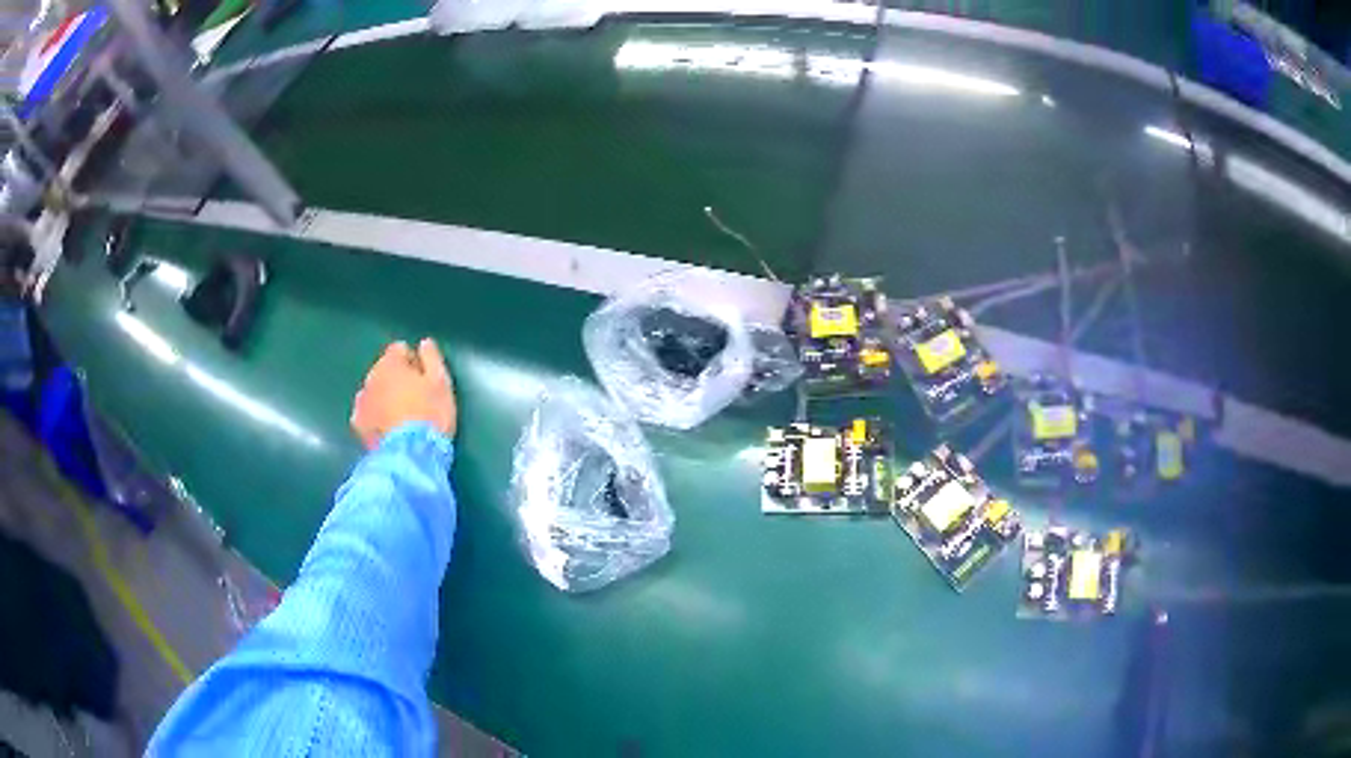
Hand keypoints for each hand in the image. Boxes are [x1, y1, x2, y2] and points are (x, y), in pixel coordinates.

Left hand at [351, 339, 456, 448]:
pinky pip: (366, 413)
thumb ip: (432, 358)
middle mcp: (371, 377)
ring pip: (373, 391)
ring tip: (400, 416)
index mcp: (391, 363)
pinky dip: (374, 417)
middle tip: (414, 398)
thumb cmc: (430, 414)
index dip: (413, 361)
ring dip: (384, 397)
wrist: (410, 454)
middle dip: (396, 379)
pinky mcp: (358, 425)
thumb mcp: (441, 382)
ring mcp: (361, 402)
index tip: (424, 378)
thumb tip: (424, 343)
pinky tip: (386, 428)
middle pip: (383, 370)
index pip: (398, 349)